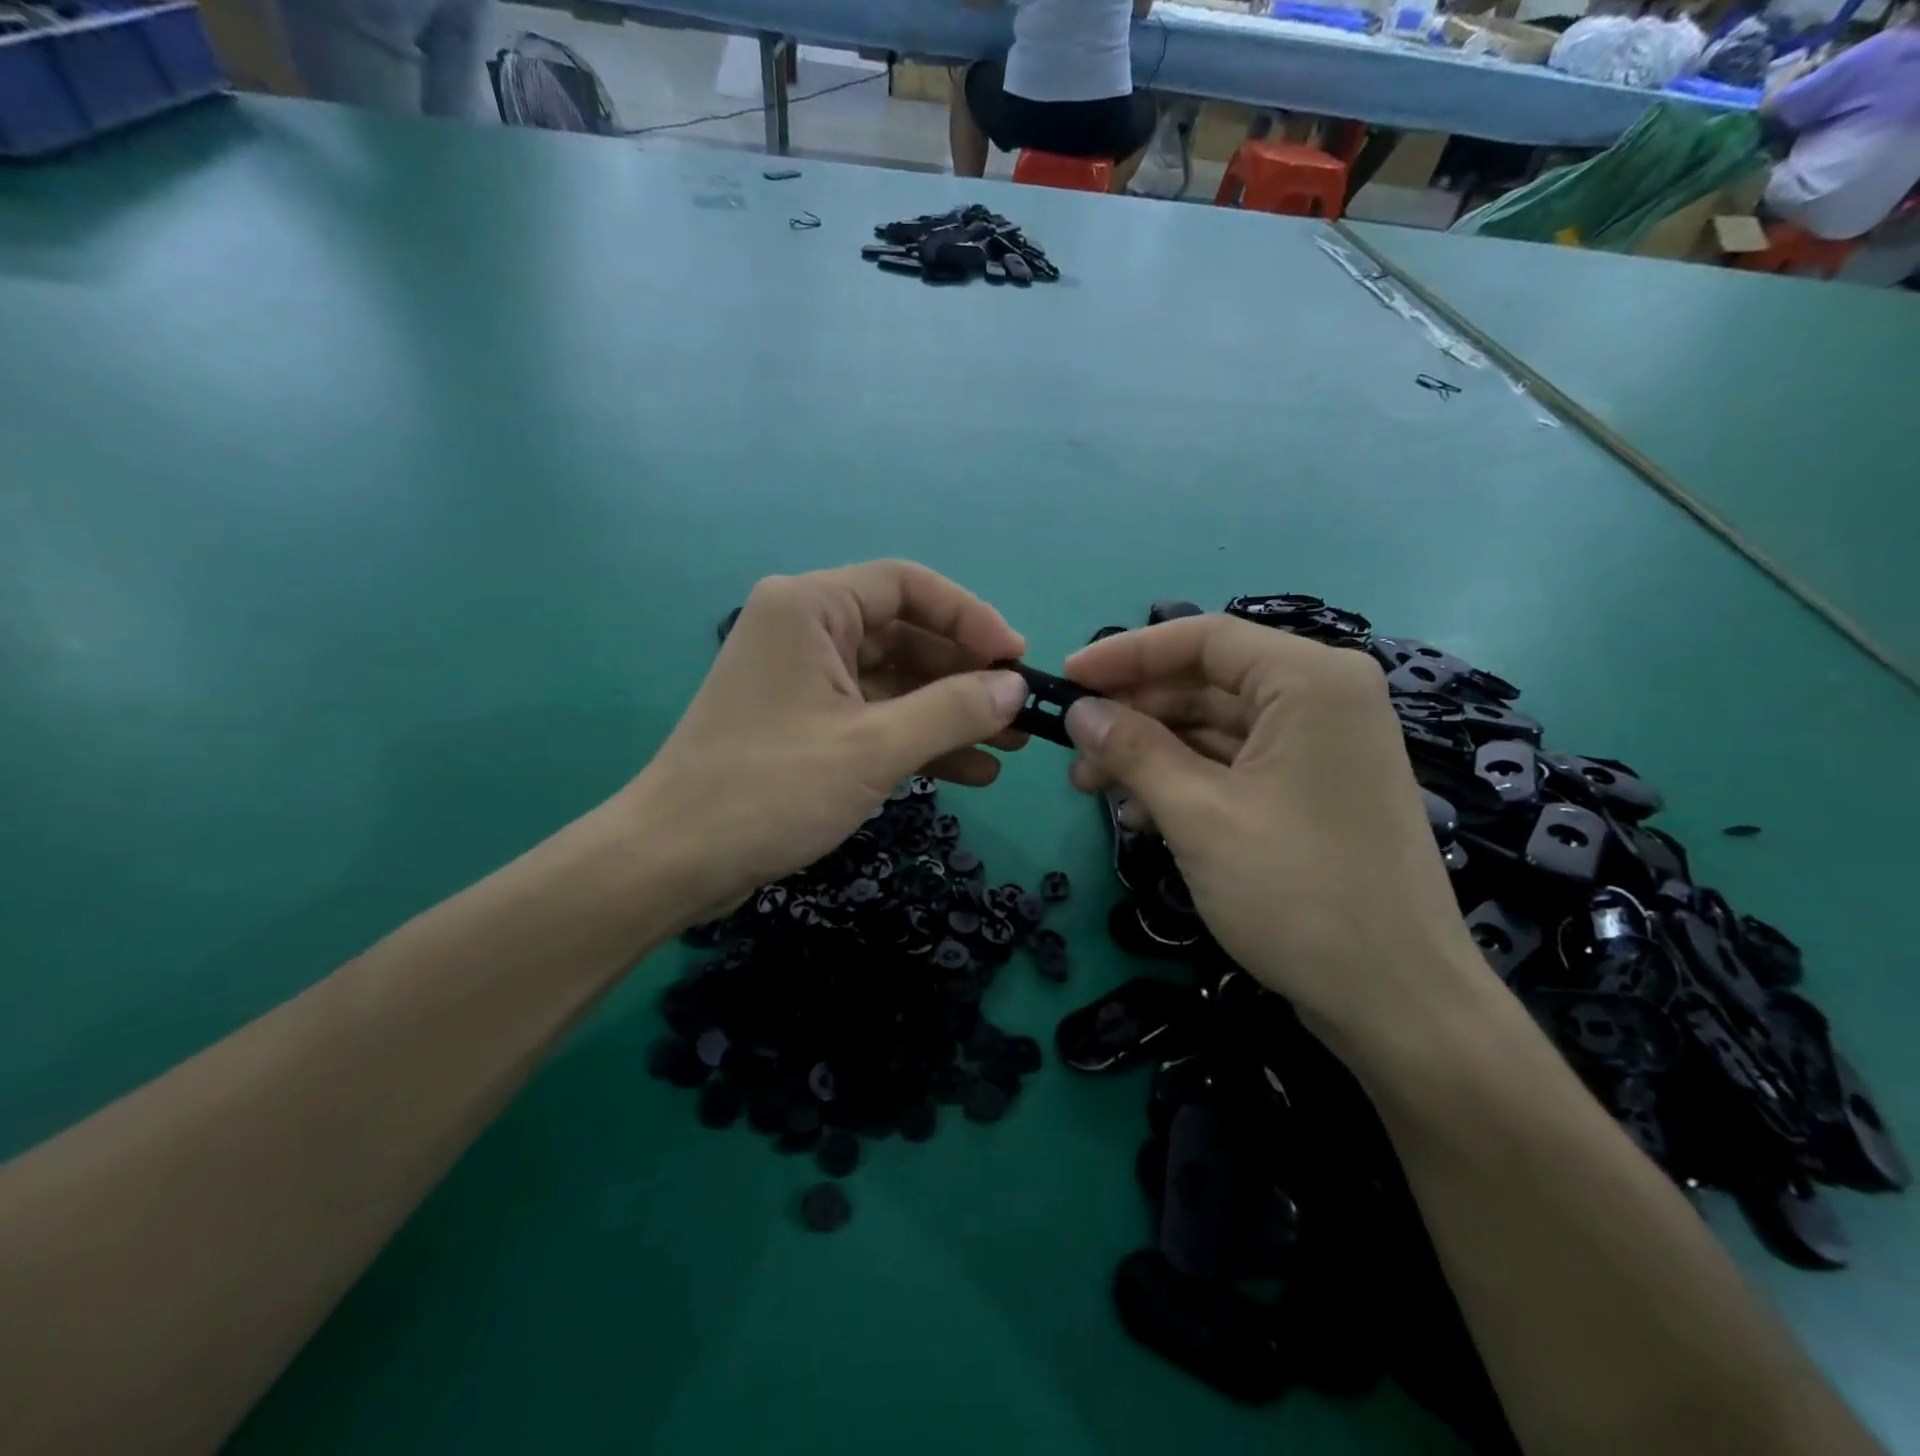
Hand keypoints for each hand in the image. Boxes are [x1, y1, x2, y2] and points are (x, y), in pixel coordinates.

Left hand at [624, 561, 1028, 922]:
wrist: (674, 862)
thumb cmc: (770, 790)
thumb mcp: (874, 748)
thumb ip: (953, 711)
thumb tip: (1016, 686)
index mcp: (811, 608)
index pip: (908, 586)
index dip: (970, 618)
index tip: (1016, 659)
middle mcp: (805, 630)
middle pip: (906, 636)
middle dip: (966, 677)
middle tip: (1021, 714)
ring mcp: (805, 680)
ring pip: (895, 682)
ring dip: (950, 714)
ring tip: (1010, 748)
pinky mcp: (805, 724)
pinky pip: (875, 717)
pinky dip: (918, 740)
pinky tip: (971, 773)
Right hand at [1060, 616, 1493, 1048]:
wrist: (1397, 1002)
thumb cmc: (1299, 893)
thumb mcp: (1199, 815)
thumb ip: (1133, 751)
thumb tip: (1078, 712)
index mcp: (1310, 681)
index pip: (1203, 639)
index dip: (1126, 655)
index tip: (1066, 679)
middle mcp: (1323, 699)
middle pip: (1207, 682)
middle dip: (1134, 714)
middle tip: (1072, 747)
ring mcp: (1322, 748)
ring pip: (1216, 727)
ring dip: (1151, 752)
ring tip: (1093, 788)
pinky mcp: (1313, 791)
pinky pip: (1236, 765)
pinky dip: (1185, 781)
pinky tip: (1140, 814)